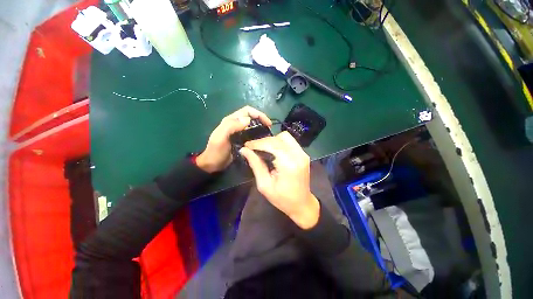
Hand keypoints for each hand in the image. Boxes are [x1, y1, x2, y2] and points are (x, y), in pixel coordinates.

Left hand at [196, 106, 271, 172]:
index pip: (247, 111)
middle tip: (269, 128)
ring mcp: (238, 132)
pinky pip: (251, 133)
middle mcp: (235, 124)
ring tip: (267, 133)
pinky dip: (257, 134)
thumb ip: (231, 126)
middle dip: (261, 119)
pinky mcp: (241, 139)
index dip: (258, 114)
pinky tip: (261, 139)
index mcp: (230, 120)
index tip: (268, 123)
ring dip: (260, 126)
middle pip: (251, 116)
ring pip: (252, 124)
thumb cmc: (216, 151)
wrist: (212, 164)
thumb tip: (248, 119)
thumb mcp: (220, 138)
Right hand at [239, 132, 319, 228]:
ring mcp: (303, 153)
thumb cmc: (282, 199)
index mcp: (288, 164)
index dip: (257, 143)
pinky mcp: (304, 154)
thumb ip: (255, 165)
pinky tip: (273, 150)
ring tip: (262, 149)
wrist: (302, 204)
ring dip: (272, 141)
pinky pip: (290, 141)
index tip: (246, 145)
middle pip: (278, 138)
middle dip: (263, 141)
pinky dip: (279, 143)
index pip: (271, 145)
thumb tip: (244, 150)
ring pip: (284, 137)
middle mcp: (298, 155)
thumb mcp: (264, 185)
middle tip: (252, 148)